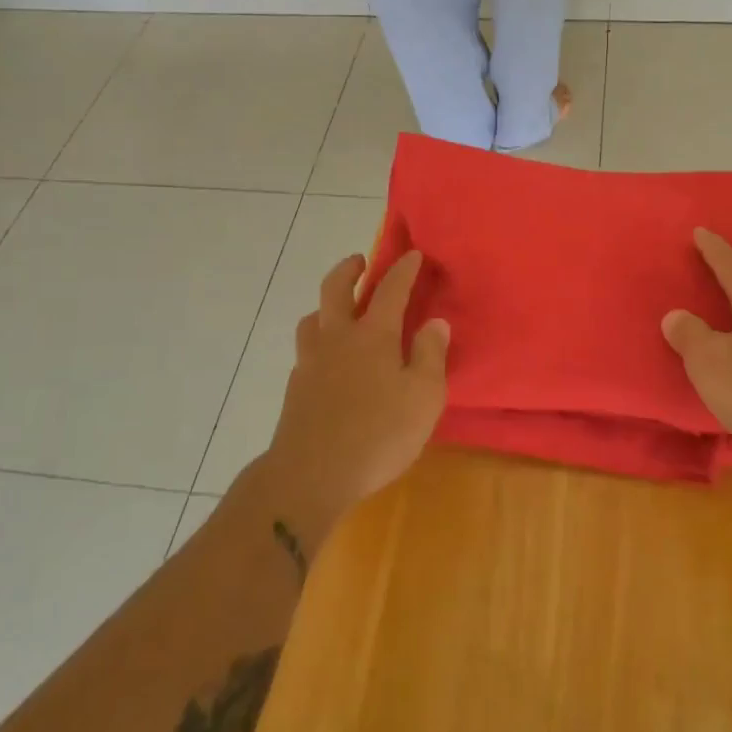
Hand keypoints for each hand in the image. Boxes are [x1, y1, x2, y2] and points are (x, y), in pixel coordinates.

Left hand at [263, 252, 449, 543]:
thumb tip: (435, 323)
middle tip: (360, 262)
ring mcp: (311, 361)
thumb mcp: (423, 397)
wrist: (309, 476)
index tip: (413, 255)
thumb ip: (430, 355)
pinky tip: (328, 360)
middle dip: (349, 269)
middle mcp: (337, 338)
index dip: (404, 269)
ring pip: (313, 318)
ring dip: (327, 305)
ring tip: (340, 311)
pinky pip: (307, 349)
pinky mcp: (296, 387)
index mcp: (372, 336)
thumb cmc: (377, 435)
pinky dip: (319, 340)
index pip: (390, 289)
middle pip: (335, 289)